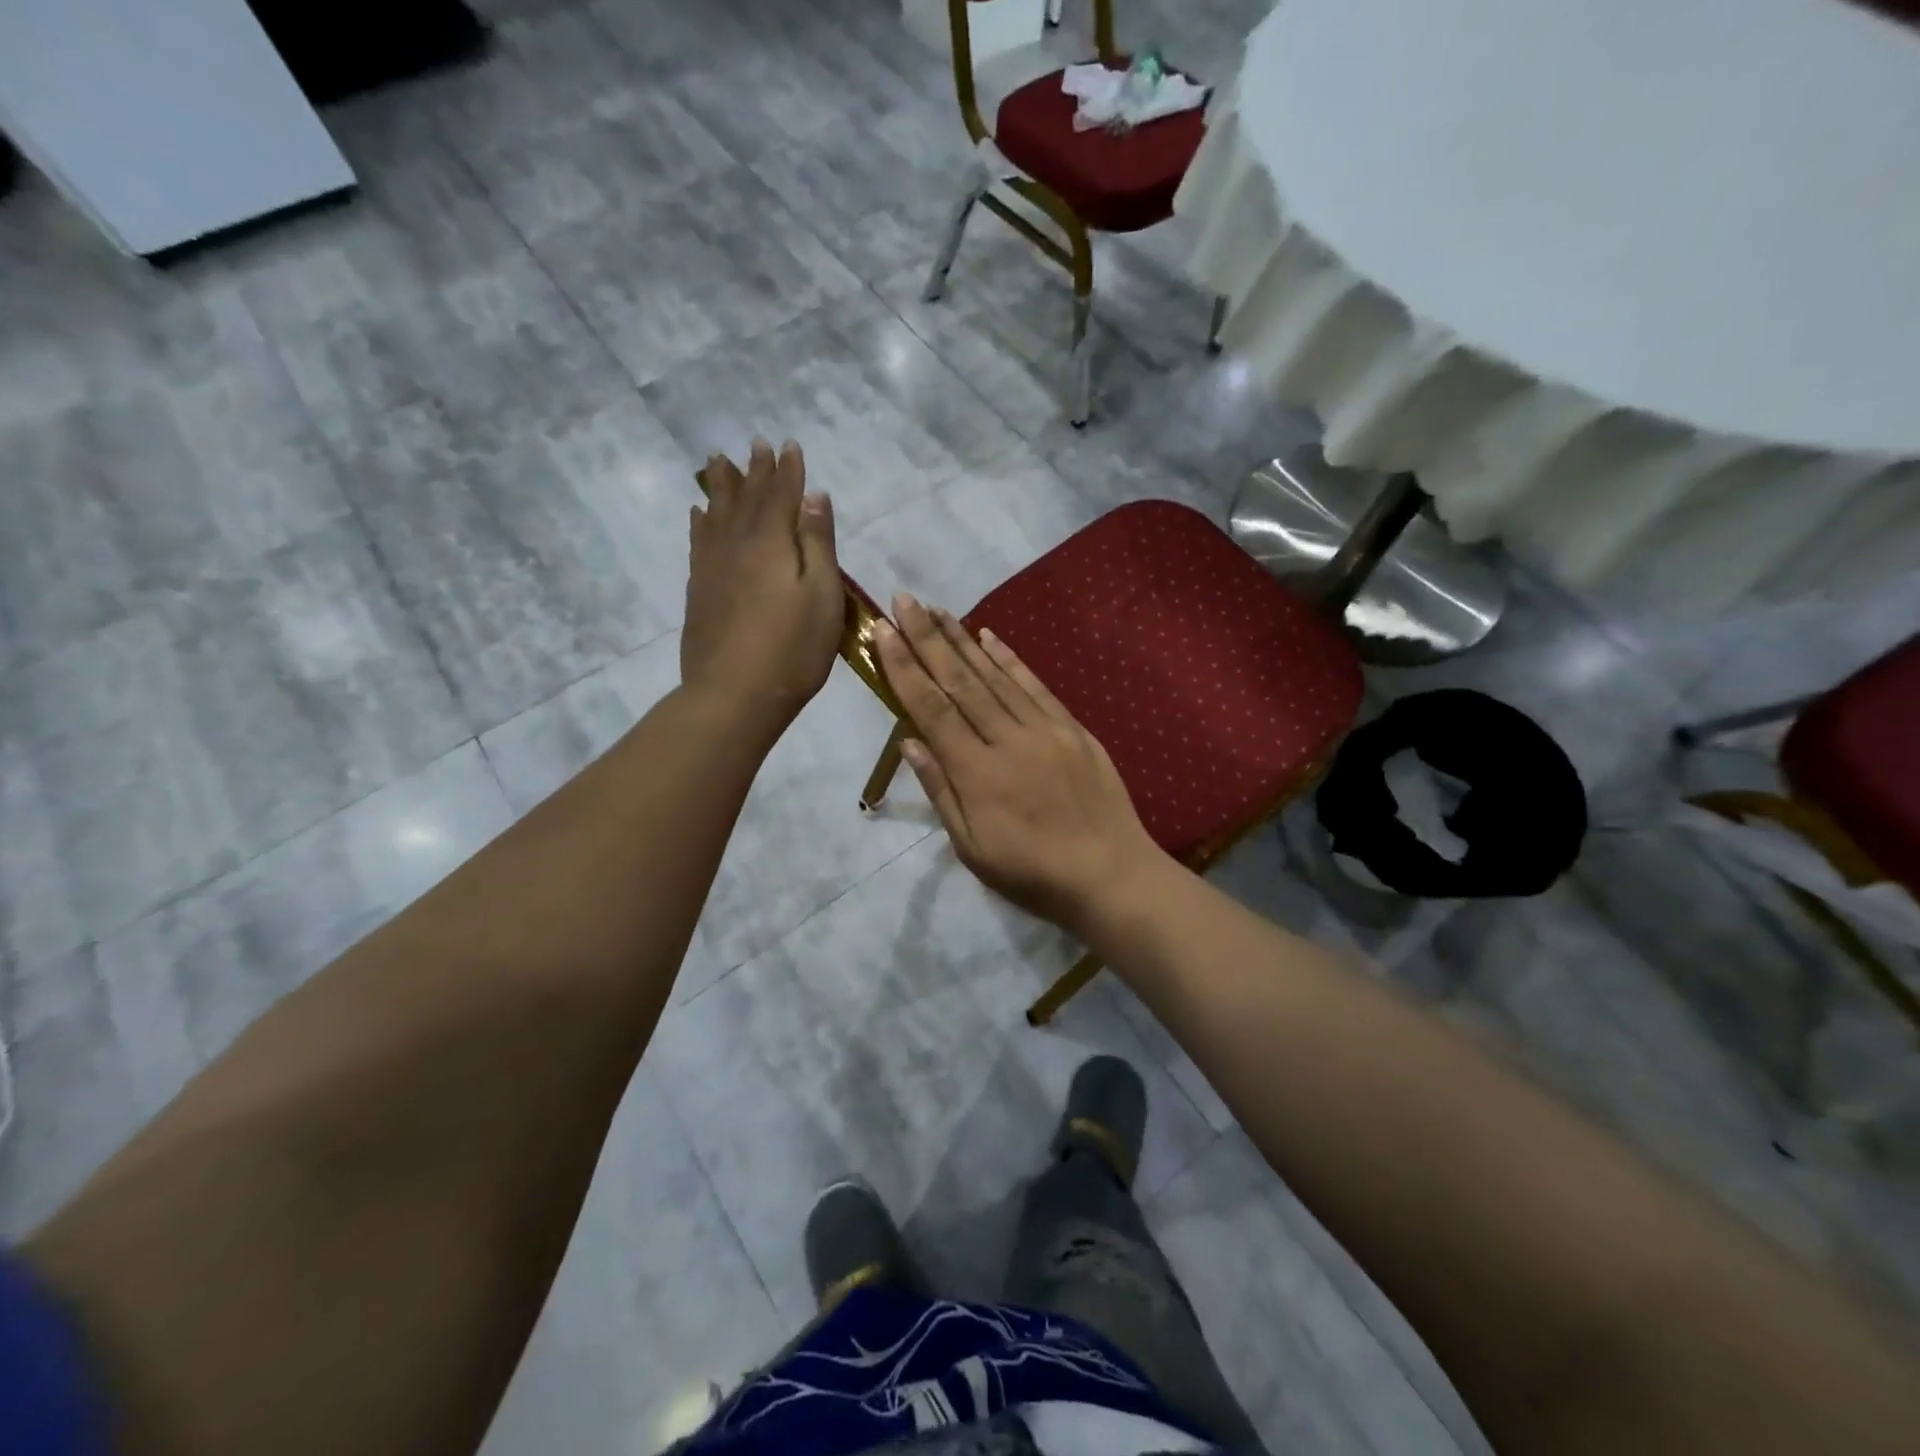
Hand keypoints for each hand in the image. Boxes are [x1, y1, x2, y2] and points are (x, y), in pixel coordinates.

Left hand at [683, 441, 841, 735]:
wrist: (734, 695)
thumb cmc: (792, 649)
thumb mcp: (822, 596)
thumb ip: (818, 544)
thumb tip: (815, 497)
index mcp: (772, 542)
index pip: (781, 495)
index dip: (788, 470)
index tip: (790, 445)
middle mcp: (737, 544)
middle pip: (745, 497)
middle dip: (754, 470)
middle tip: (756, 444)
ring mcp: (712, 567)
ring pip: (716, 513)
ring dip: (721, 486)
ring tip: (718, 462)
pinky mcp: (699, 590)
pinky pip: (698, 541)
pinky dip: (700, 521)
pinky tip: (699, 514)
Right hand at [875, 594, 1166, 933]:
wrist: (1110, 874)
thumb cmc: (1032, 873)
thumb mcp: (972, 847)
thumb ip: (941, 791)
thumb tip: (910, 741)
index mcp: (976, 772)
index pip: (931, 709)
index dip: (905, 667)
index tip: (883, 631)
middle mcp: (1007, 739)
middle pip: (960, 681)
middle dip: (927, 638)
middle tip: (903, 600)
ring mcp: (1043, 729)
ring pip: (995, 676)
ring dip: (962, 640)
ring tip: (936, 610)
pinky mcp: (1072, 728)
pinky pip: (1034, 686)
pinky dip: (1010, 658)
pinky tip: (990, 636)